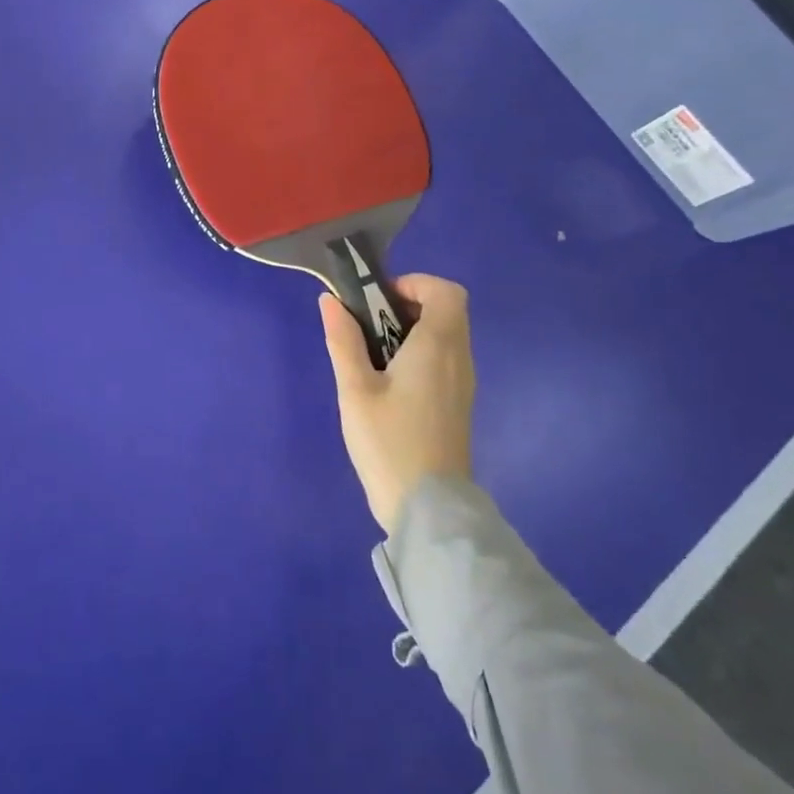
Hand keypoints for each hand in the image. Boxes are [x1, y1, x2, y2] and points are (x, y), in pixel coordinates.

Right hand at [320, 274, 475, 533]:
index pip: (446, 291)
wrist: (428, 509)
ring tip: (373, 356)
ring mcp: (462, 383)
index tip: (378, 301)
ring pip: (446, 335)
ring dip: (412, 330)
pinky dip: (420, 353)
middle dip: (407, 305)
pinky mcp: (458, 403)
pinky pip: (445, 359)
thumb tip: (331, 300)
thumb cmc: (389, 442)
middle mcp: (459, 358)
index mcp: (437, 346)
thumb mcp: (355, 389)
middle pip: (447, 310)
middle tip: (369, 327)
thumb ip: (344, 340)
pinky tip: (389, 383)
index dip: (414, 284)